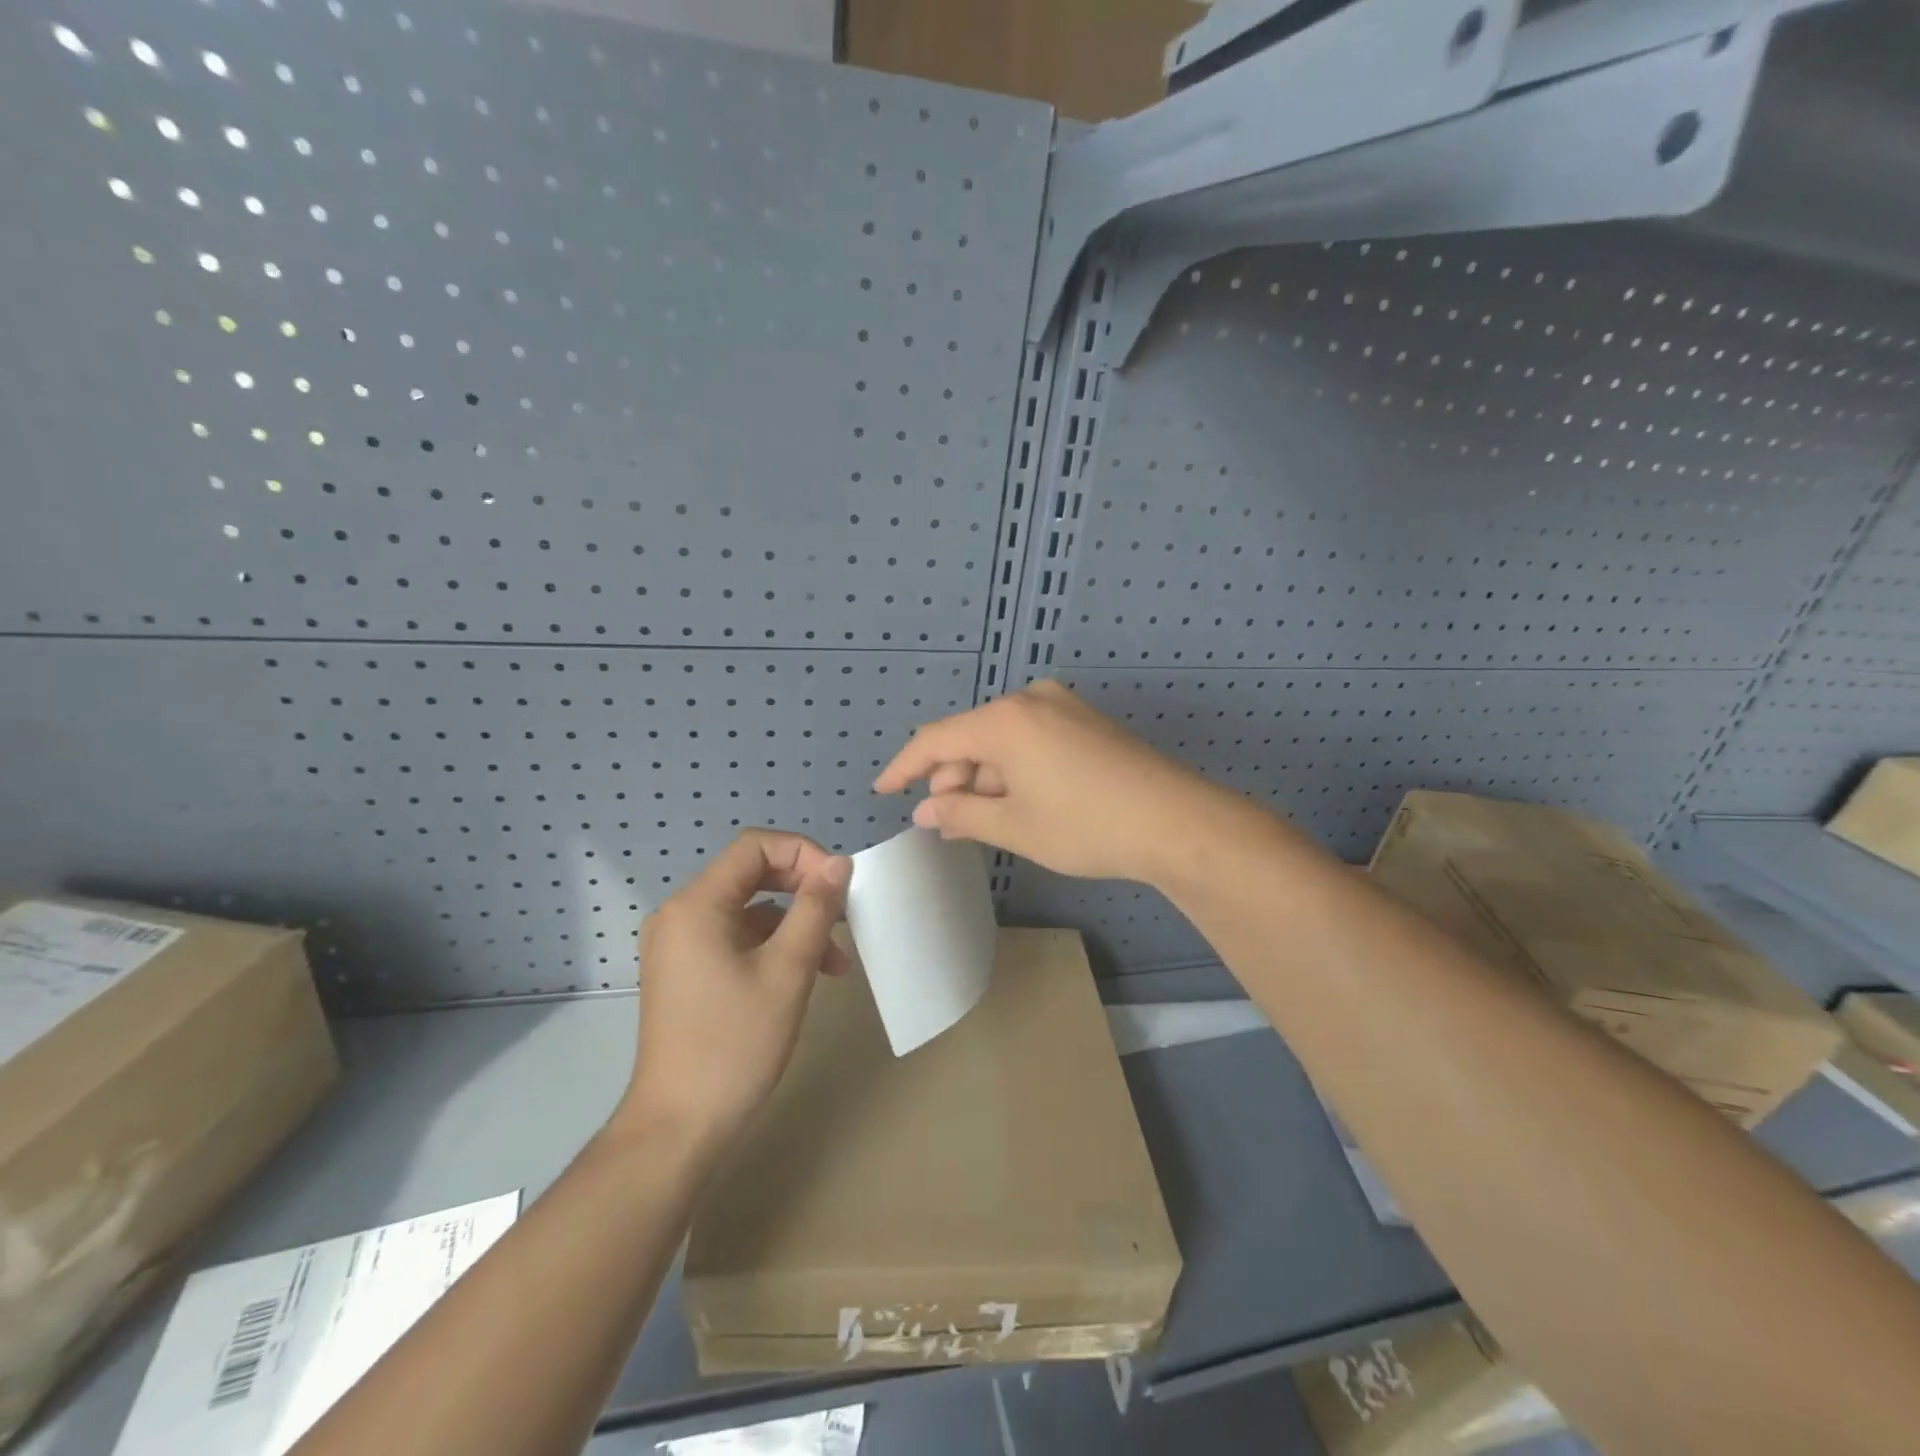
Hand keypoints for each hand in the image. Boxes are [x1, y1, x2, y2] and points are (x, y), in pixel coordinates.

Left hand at [618, 830, 851, 1151]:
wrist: (678, 1128)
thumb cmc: (735, 1044)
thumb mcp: (787, 971)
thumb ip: (815, 909)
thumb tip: (840, 863)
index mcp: (696, 905)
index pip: (755, 846)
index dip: (804, 853)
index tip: (839, 884)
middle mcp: (680, 914)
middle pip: (751, 874)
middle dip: (803, 888)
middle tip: (843, 913)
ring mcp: (679, 944)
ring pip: (748, 910)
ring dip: (794, 923)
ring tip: (837, 961)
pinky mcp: (686, 971)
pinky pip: (736, 937)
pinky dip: (772, 945)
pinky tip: (806, 974)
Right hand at [873, 680, 1228, 883]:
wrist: (1177, 822)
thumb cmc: (1086, 825)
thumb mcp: (1015, 827)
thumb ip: (961, 814)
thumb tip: (926, 810)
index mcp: (1005, 720)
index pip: (936, 739)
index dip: (905, 766)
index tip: (884, 789)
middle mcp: (1031, 700)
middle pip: (970, 736)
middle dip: (951, 777)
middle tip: (946, 820)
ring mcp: (1063, 707)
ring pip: (1002, 738)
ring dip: (984, 776)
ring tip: (982, 819)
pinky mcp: (1085, 722)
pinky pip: (1031, 738)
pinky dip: (1013, 768)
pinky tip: (1017, 801)